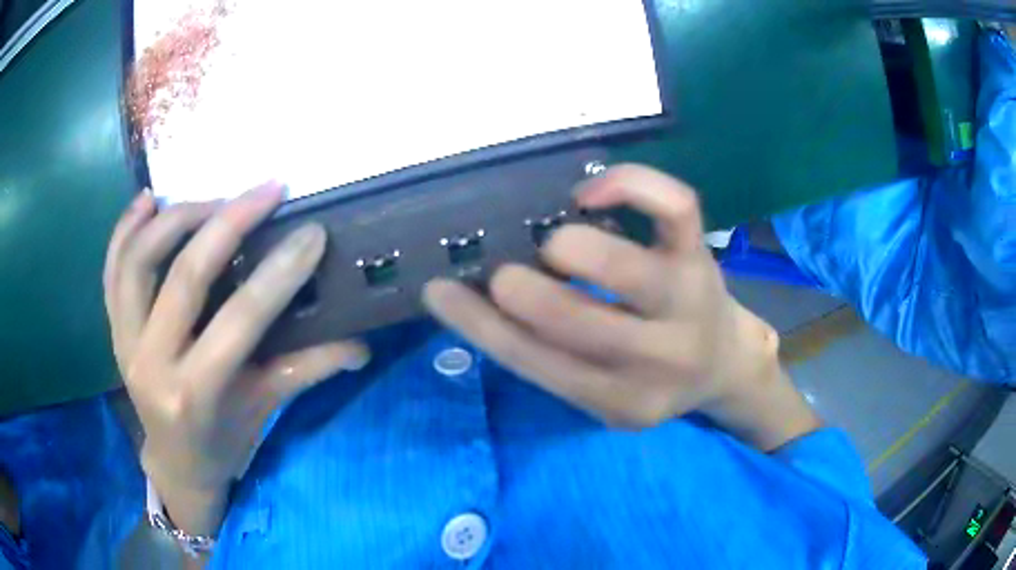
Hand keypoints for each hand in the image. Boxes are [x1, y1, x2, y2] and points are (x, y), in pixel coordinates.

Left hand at [104, 182, 368, 533]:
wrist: (175, 463)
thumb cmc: (223, 441)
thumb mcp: (264, 408)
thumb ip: (308, 370)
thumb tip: (362, 345)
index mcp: (194, 393)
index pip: (239, 320)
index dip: (278, 272)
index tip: (312, 232)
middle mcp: (151, 363)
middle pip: (185, 276)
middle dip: (231, 222)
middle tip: (268, 191)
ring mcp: (124, 342)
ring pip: (140, 259)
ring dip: (179, 217)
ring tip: (215, 200)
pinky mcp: (113, 328)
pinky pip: (112, 268)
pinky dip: (126, 227)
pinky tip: (149, 200)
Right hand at [424, 165, 817, 449]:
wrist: (724, 363)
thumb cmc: (652, 376)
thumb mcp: (602, 390)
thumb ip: (548, 356)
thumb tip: (480, 302)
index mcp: (620, 400)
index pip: (536, 363)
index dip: (477, 325)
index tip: (439, 290)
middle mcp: (658, 358)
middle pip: (578, 323)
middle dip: (525, 292)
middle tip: (505, 275)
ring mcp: (687, 301)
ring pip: (626, 268)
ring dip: (573, 248)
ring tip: (556, 244)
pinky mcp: (702, 255)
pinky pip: (675, 206)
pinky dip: (630, 184)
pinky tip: (592, 192)